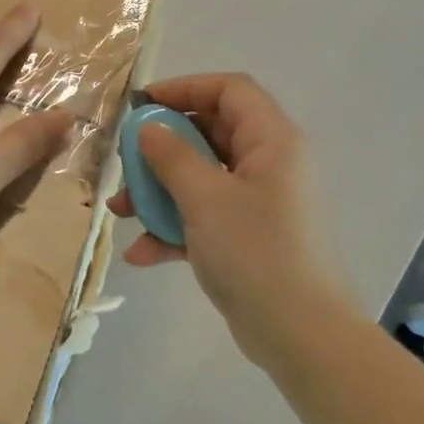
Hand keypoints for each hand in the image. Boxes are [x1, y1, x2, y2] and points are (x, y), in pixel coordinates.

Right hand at [110, 73, 354, 364]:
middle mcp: (270, 164)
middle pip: (210, 133)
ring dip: (160, 191)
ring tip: (121, 211)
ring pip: (202, 177)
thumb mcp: (205, 198)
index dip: (184, 88)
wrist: (302, 335)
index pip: (230, 90)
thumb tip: (149, 130)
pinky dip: (174, 228)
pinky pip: (205, 217)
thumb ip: (172, 156)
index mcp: (272, 141)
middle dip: (162, 147)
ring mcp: (260, 203)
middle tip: (126, 160)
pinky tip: (142, 254)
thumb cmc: (256, 253)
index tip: (142, 105)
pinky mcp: (249, 237)